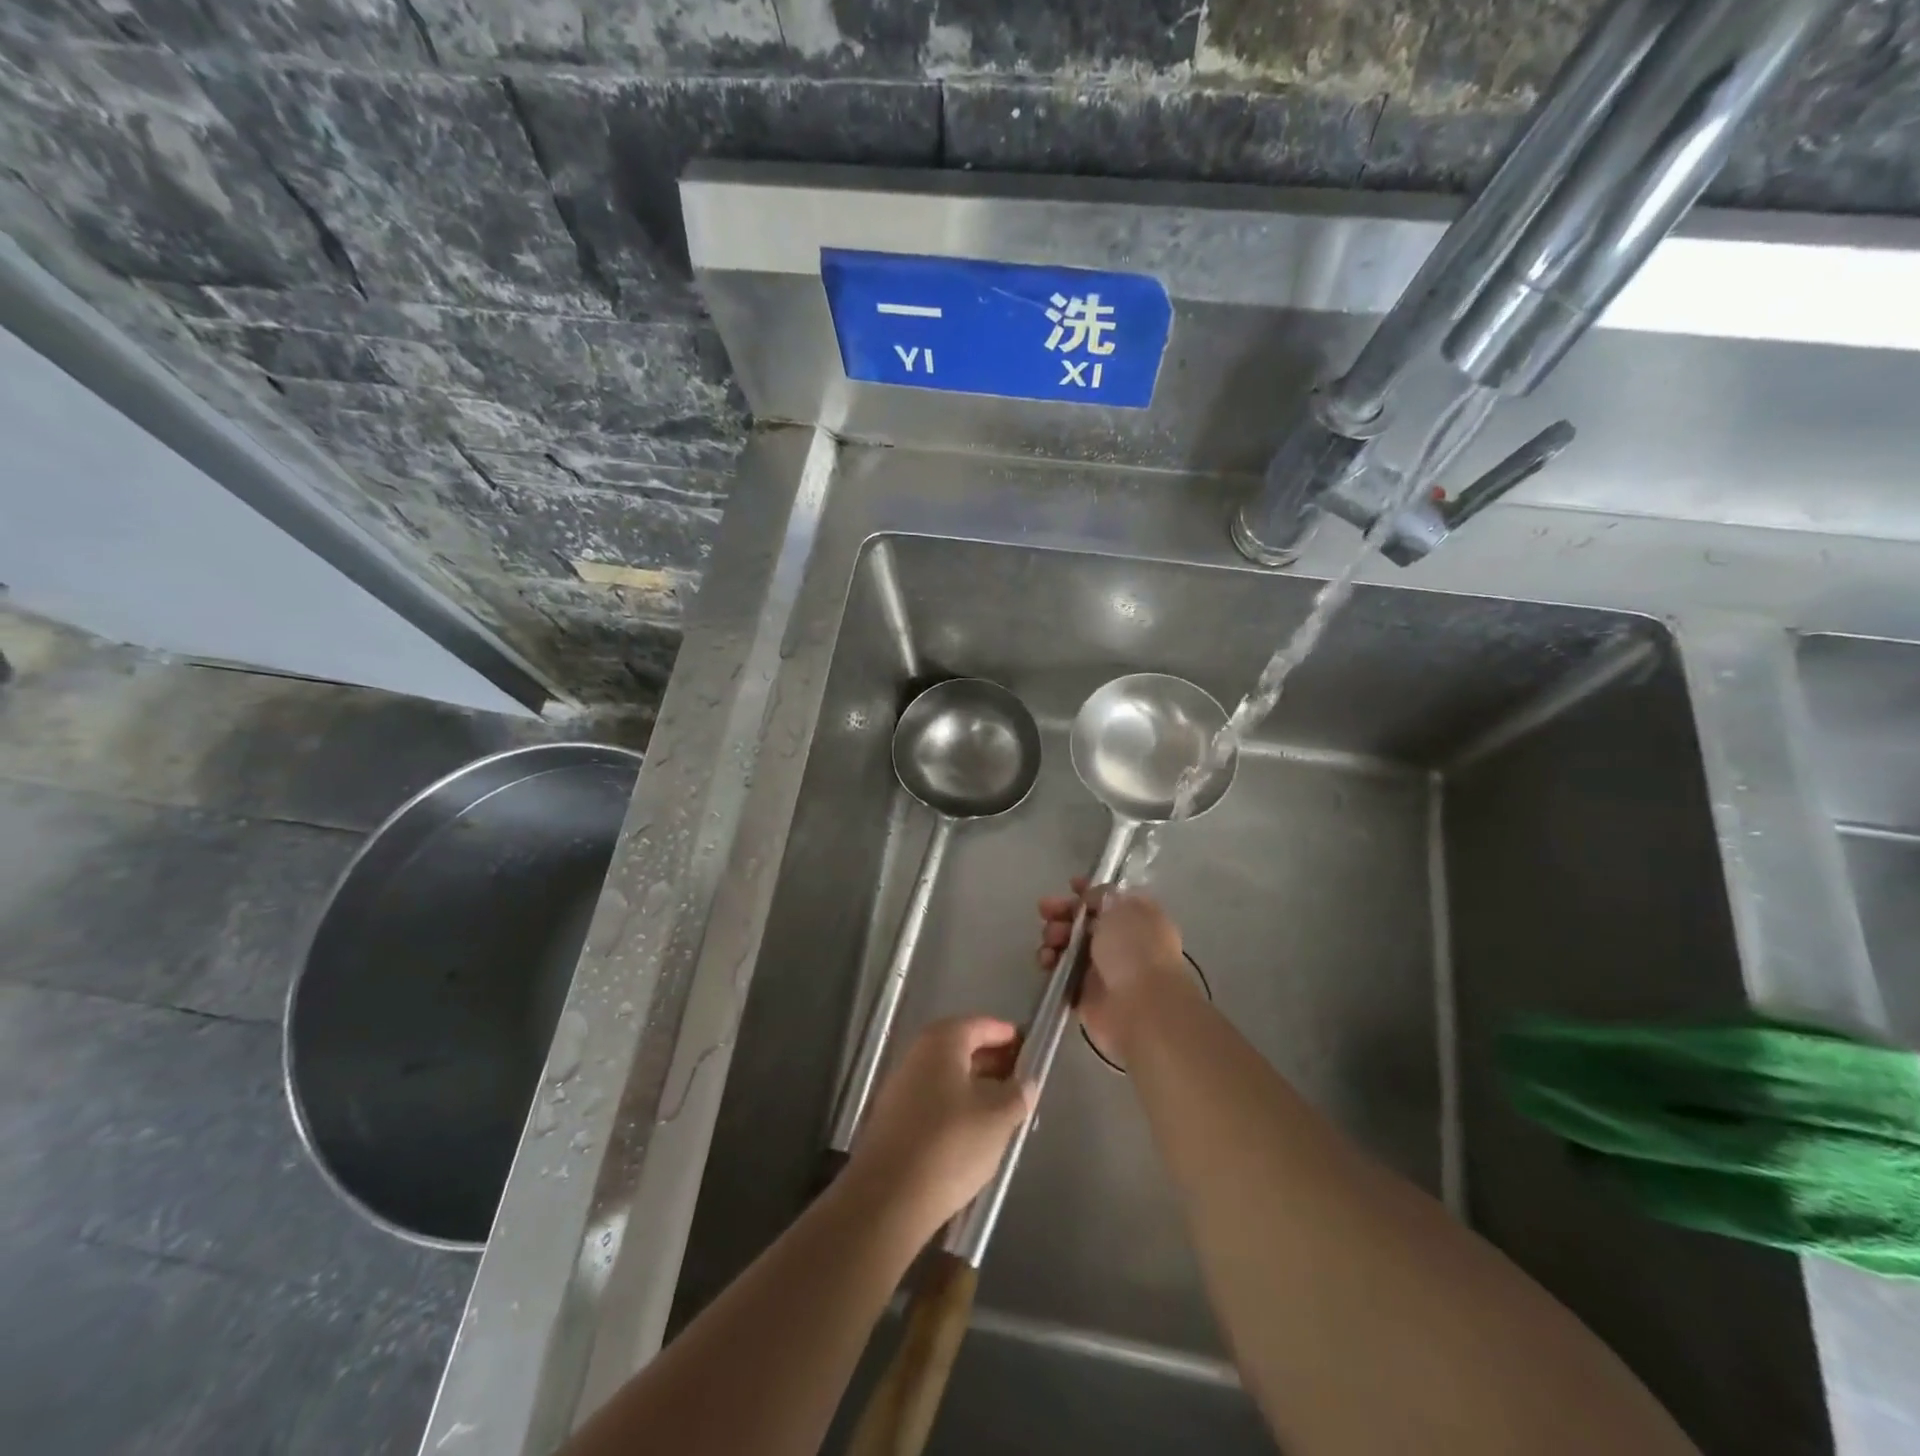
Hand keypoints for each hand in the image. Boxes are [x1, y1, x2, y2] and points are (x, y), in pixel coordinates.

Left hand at [845, 1017, 1034, 1239]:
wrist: (888, 1198)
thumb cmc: (950, 1144)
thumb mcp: (998, 1117)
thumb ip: (1018, 1093)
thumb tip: (1026, 1081)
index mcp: (942, 1040)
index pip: (983, 1025)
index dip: (1010, 1036)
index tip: (1034, 1051)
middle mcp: (918, 1054)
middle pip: (964, 1048)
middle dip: (995, 1062)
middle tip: (1024, 1083)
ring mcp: (902, 1086)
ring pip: (949, 1077)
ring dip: (978, 1087)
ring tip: (1006, 1111)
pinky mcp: (895, 1119)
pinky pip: (935, 1101)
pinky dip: (958, 1107)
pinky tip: (976, 1133)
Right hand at [1037, 879, 1188, 1057]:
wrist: (1141, 1009)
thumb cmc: (1135, 949)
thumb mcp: (1121, 907)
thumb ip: (1102, 896)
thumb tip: (1091, 898)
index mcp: (1137, 917)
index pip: (1110, 897)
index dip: (1089, 890)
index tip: (1070, 885)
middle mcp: (1121, 941)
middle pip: (1084, 920)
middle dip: (1063, 912)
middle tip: (1046, 910)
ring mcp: (1102, 968)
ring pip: (1069, 944)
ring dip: (1054, 936)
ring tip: (1050, 939)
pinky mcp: (1084, 992)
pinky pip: (1060, 971)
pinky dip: (1050, 962)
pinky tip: (1046, 960)